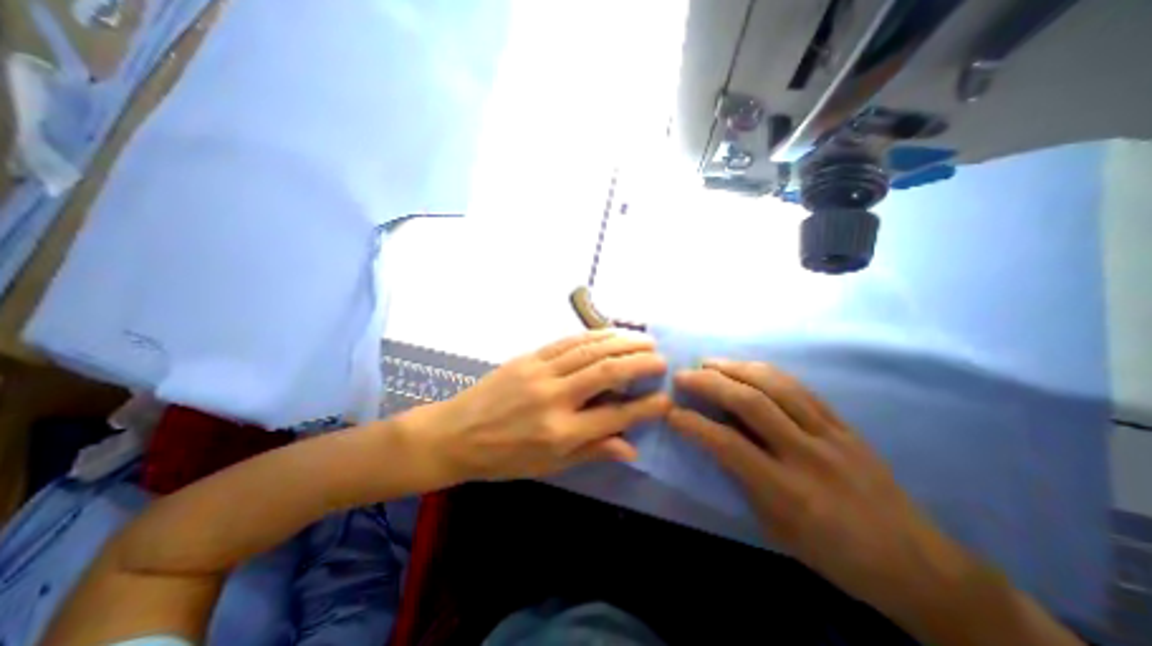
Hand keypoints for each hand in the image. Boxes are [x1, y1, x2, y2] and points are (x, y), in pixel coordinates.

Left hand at [403, 330, 675, 480]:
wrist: (454, 434)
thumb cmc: (502, 458)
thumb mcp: (548, 467)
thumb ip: (591, 452)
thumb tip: (631, 448)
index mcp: (560, 432)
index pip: (615, 417)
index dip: (646, 408)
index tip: (666, 400)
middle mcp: (554, 398)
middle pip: (606, 372)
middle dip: (640, 363)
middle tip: (661, 359)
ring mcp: (540, 372)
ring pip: (590, 350)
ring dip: (621, 342)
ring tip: (644, 339)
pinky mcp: (528, 358)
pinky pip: (567, 341)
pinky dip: (593, 335)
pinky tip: (610, 332)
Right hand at [667, 358, 980, 615]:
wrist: (917, 564)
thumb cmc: (834, 554)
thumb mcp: (776, 528)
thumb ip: (744, 480)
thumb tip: (715, 442)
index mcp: (789, 491)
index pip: (729, 445)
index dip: (694, 425)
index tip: (671, 413)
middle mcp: (808, 455)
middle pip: (751, 403)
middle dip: (710, 383)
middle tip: (683, 374)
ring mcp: (831, 434)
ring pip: (776, 386)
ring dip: (736, 367)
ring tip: (710, 362)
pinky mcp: (844, 424)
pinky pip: (800, 388)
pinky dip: (767, 372)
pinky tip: (748, 366)